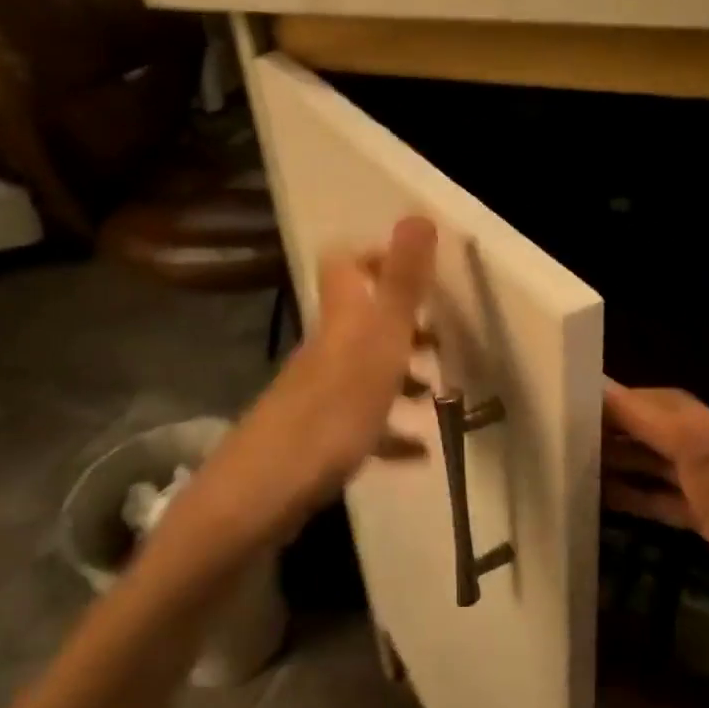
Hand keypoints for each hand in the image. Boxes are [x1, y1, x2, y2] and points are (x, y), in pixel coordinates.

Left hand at [201, 217, 436, 540]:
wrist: (265, 493)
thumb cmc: (333, 411)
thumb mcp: (379, 342)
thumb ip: (401, 283)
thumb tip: (416, 214)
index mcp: (341, 320)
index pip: (346, 266)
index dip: (378, 259)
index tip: (420, 273)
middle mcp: (325, 350)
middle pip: (361, 321)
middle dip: (403, 325)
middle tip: (444, 340)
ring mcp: (318, 396)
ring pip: (364, 373)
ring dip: (401, 378)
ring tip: (441, 395)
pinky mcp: (317, 440)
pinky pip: (362, 426)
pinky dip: (391, 433)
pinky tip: (419, 452)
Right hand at [602, 383, 708, 701]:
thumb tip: (681, 425)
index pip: (682, 421)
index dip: (632, 405)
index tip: (579, 392)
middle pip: (676, 427)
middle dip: (625, 418)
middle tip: (568, 419)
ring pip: (671, 456)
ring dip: (628, 449)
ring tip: (577, 450)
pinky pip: (674, 491)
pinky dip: (641, 485)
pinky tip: (608, 491)